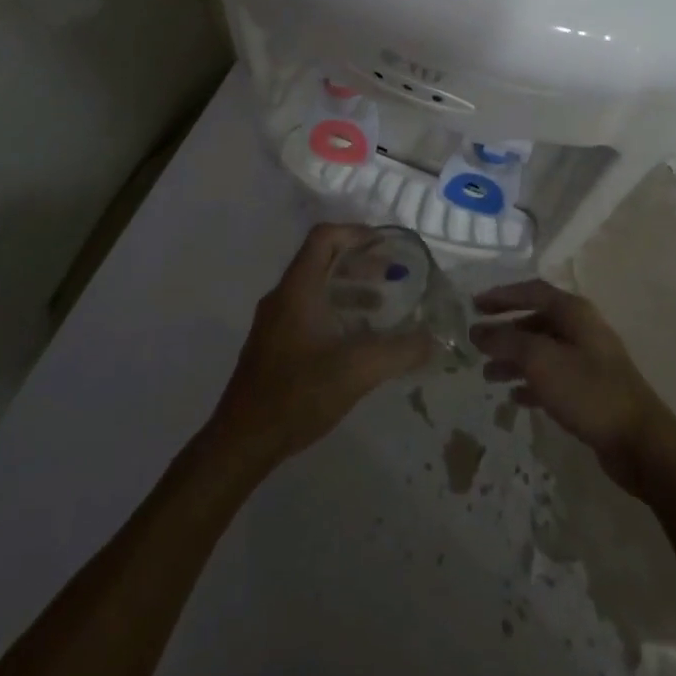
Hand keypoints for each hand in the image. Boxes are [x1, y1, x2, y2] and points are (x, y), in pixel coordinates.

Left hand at [209, 225, 433, 467]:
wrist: (242, 442)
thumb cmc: (297, 393)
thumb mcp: (357, 369)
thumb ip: (399, 351)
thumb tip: (433, 339)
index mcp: (298, 288)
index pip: (324, 237)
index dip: (355, 233)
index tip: (385, 246)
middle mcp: (283, 297)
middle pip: (321, 260)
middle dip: (359, 263)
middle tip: (391, 275)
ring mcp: (274, 322)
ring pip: (315, 288)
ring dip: (349, 289)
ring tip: (380, 307)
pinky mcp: (273, 346)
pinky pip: (308, 311)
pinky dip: (335, 312)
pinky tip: (355, 341)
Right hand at [472, 279, 675, 495]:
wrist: (639, 441)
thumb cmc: (588, 390)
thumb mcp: (540, 361)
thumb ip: (506, 342)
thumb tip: (477, 330)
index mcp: (574, 312)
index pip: (532, 291)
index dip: (502, 296)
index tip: (474, 305)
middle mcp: (582, 330)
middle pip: (536, 321)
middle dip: (506, 332)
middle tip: (477, 343)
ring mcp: (588, 360)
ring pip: (543, 351)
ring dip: (515, 360)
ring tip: (488, 375)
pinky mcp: (591, 390)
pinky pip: (553, 378)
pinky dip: (532, 383)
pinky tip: (514, 397)